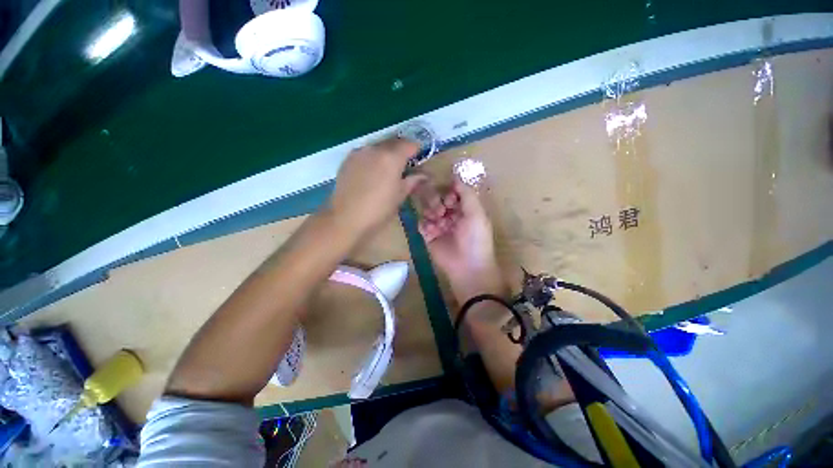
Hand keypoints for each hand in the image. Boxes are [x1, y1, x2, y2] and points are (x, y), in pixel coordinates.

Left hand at [328, 138, 425, 239]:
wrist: (346, 219)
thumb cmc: (379, 210)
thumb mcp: (400, 197)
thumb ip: (412, 181)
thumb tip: (422, 175)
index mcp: (391, 158)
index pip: (409, 144)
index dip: (416, 151)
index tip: (417, 161)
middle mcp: (375, 149)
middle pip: (393, 141)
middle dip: (401, 150)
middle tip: (404, 166)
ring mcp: (359, 152)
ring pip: (378, 146)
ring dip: (386, 153)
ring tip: (386, 170)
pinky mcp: (347, 160)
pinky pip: (365, 153)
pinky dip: (372, 158)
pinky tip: (371, 173)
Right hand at [416, 175, 506, 302]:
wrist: (467, 266)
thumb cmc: (475, 238)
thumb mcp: (476, 213)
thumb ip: (466, 193)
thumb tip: (456, 176)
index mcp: (464, 209)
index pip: (451, 192)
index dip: (448, 192)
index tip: (449, 199)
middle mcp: (451, 215)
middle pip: (437, 199)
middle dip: (437, 202)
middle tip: (441, 211)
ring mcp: (439, 226)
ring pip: (428, 210)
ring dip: (430, 213)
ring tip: (437, 223)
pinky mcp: (429, 237)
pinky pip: (421, 224)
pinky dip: (425, 226)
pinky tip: (431, 232)